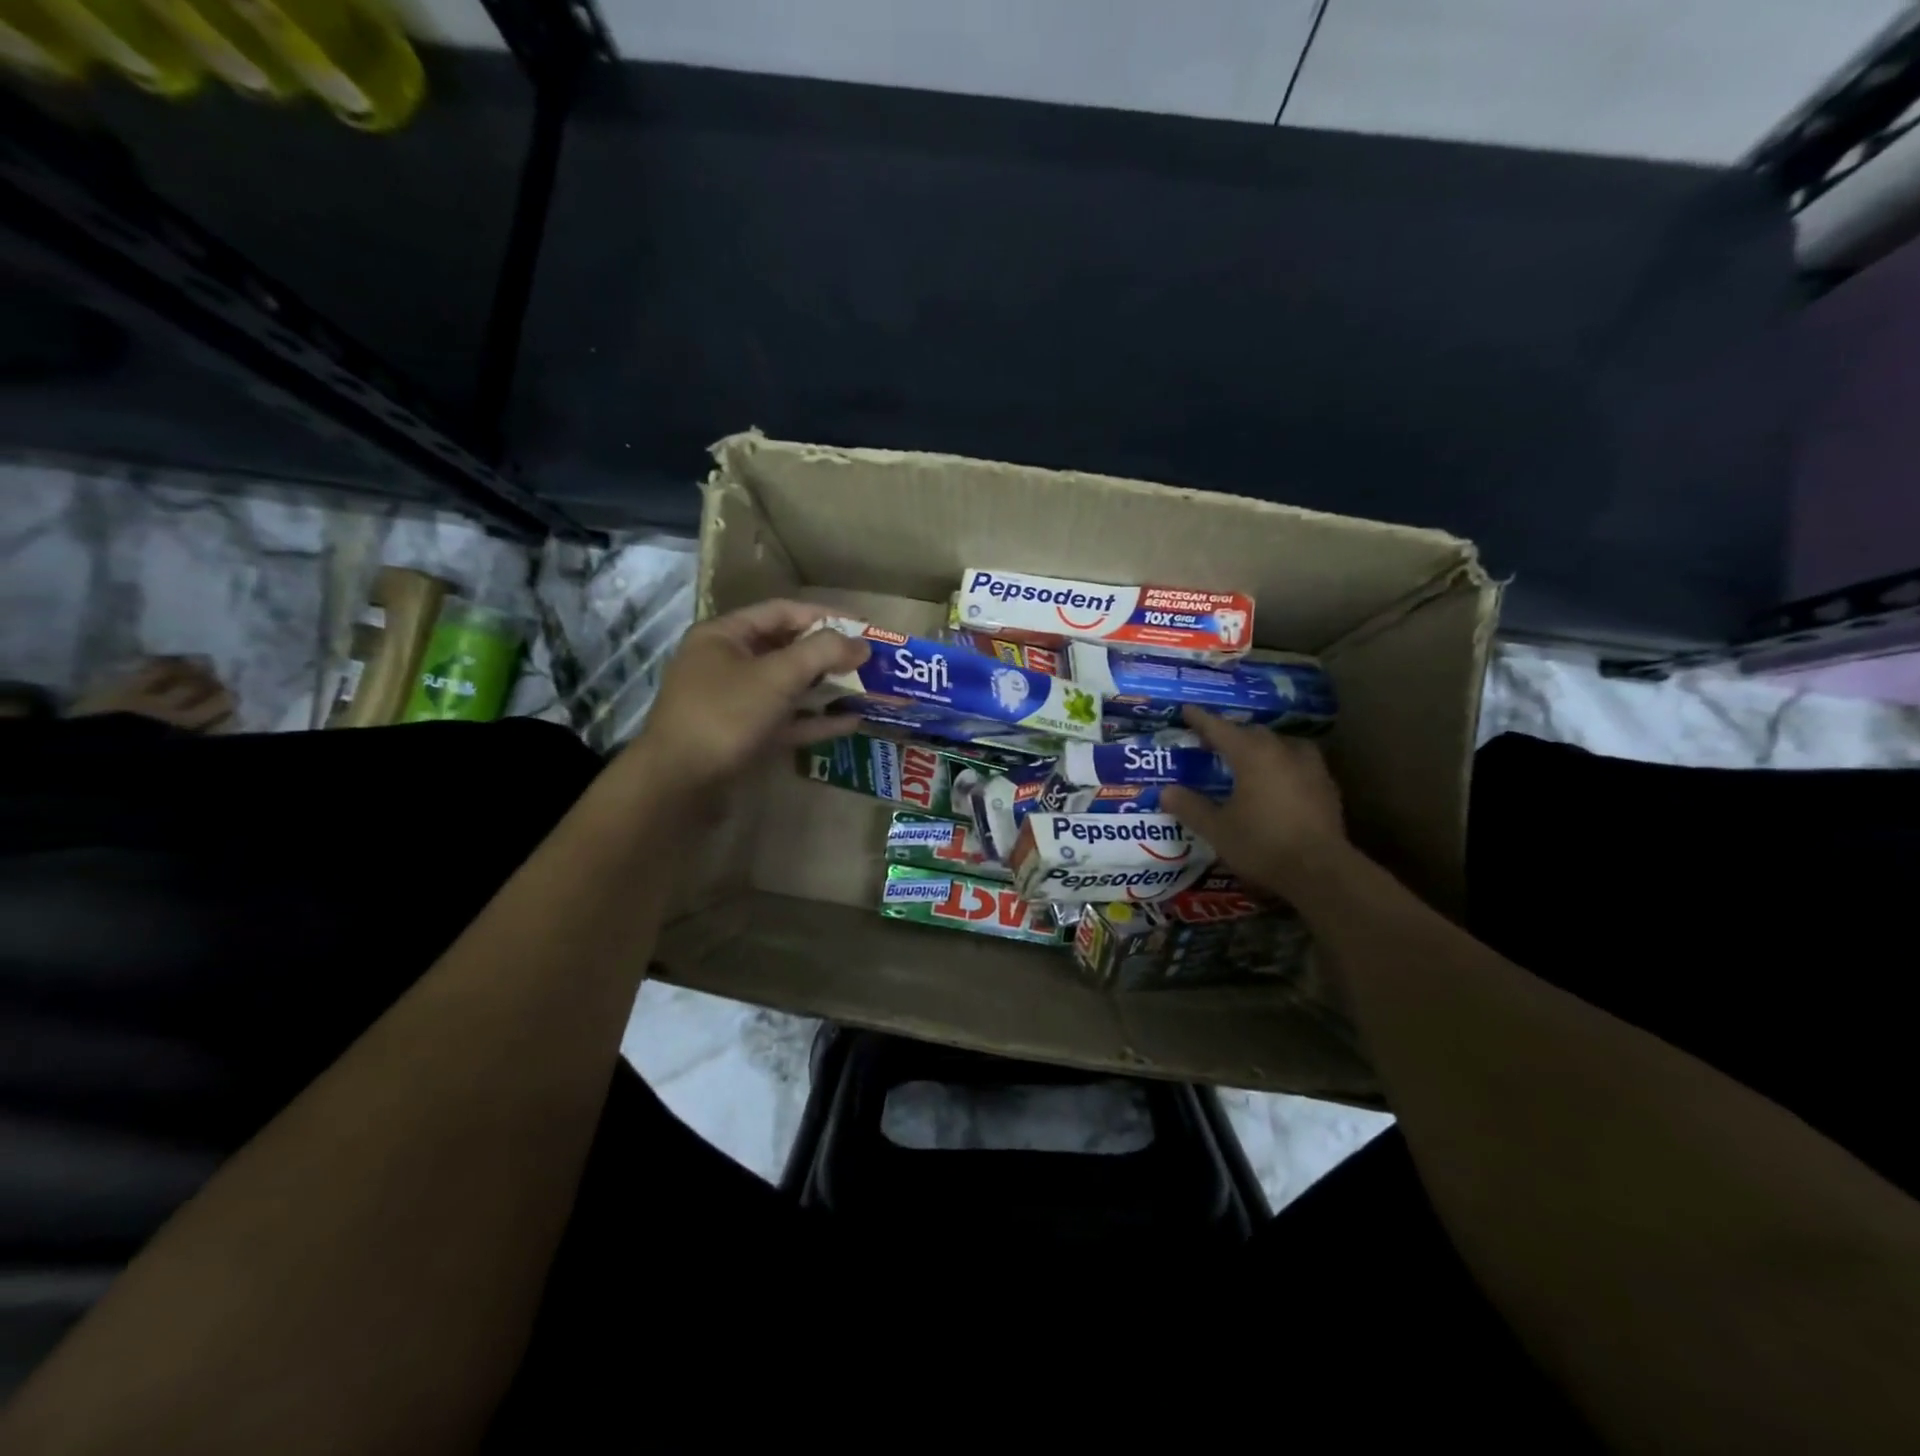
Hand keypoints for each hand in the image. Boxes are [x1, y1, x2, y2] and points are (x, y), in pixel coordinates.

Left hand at [628, 600, 867, 800]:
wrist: (679, 785)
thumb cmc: (725, 715)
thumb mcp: (776, 676)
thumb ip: (821, 653)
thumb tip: (862, 643)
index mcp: (724, 636)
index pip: (781, 612)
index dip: (825, 616)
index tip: (863, 626)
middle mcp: (726, 664)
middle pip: (785, 649)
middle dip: (828, 655)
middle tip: (869, 660)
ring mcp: (734, 703)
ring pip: (787, 688)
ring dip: (825, 688)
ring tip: (866, 690)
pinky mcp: (743, 737)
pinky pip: (785, 721)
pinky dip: (814, 720)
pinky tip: (850, 723)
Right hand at [1160, 707, 1348, 899]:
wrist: (1320, 871)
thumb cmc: (1262, 844)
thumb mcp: (1217, 829)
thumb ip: (1190, 807)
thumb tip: (1166, 792)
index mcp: (1252, 755)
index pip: (1220, 728)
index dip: (1201, 720)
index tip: (1187, 710)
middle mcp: (1283, 752)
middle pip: (1253, 733)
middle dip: (1231, 734)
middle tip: (1213, 744)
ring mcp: (1311, 768)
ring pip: (1282, 744)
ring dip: (1263, 747)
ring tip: (1250, 759)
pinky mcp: (1327, 787)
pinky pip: (1300, 764)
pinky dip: (1284, 765)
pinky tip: (1279, 782)